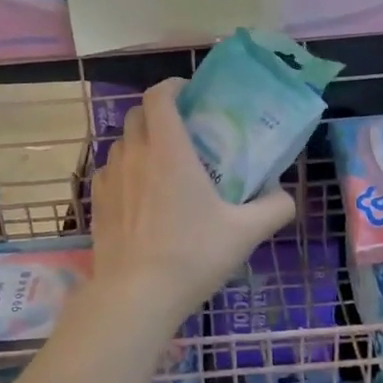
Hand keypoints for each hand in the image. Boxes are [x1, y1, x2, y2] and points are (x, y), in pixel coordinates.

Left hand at [90, 78, 296, 322]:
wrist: (136, 296)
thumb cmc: (192, 255)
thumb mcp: (245, 232)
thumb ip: (274, 208)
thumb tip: (286, 196)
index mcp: (168, 149)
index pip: (158, 96)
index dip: (172, 86)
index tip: (189, 94)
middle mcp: (134, 154)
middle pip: (136, 114)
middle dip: (157, 113)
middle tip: (182, 131)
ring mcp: (110, 178)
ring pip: (120, 143)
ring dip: (140, 142)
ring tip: (161, 165)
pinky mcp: (96, 202)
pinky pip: (109, 171)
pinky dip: (124, 171)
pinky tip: (140, 196)